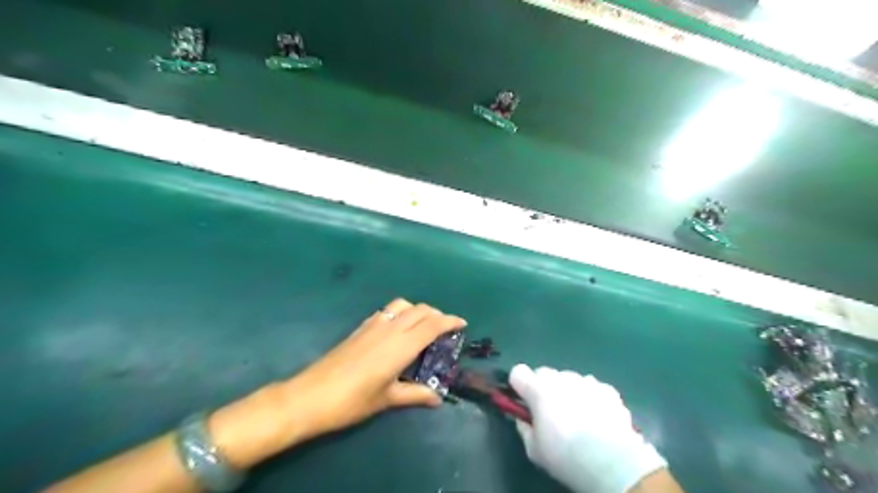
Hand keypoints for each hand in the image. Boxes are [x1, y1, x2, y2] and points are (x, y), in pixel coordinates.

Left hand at [282, 298, 466, 440]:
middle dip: (436, 314)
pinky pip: (387, 311)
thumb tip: (437, 398)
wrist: (310, 395)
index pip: (432, 325)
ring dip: (418, 310)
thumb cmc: (352, 400)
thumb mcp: (387, 399)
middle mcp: (389, 328)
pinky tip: (397, 330)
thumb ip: (415, 394)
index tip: (462, 323)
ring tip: (422, 326)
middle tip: (445, 329)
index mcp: (400, 345)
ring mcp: (373, 325)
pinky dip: (401, 313)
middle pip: (420, 310)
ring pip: (402, 305)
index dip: (449, 321)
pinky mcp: (360, 327)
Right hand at [508, 364, 666, 491]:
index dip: (519, 385)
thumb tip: (523, 419)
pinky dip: (591, 398)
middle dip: (544, 388)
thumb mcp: (534, 450)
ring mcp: (586, 381)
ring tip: (578, 418)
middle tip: (550, 413)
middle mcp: (561, 378)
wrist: (612, 463)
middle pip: (544, 374)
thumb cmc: (566, 456)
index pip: (518, 372)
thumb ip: (524, 428)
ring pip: (569, 380)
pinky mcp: (607, 389)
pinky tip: (597, 419)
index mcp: (538, 389)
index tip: (524, 401)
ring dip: (568, 392)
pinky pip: (592, 388)